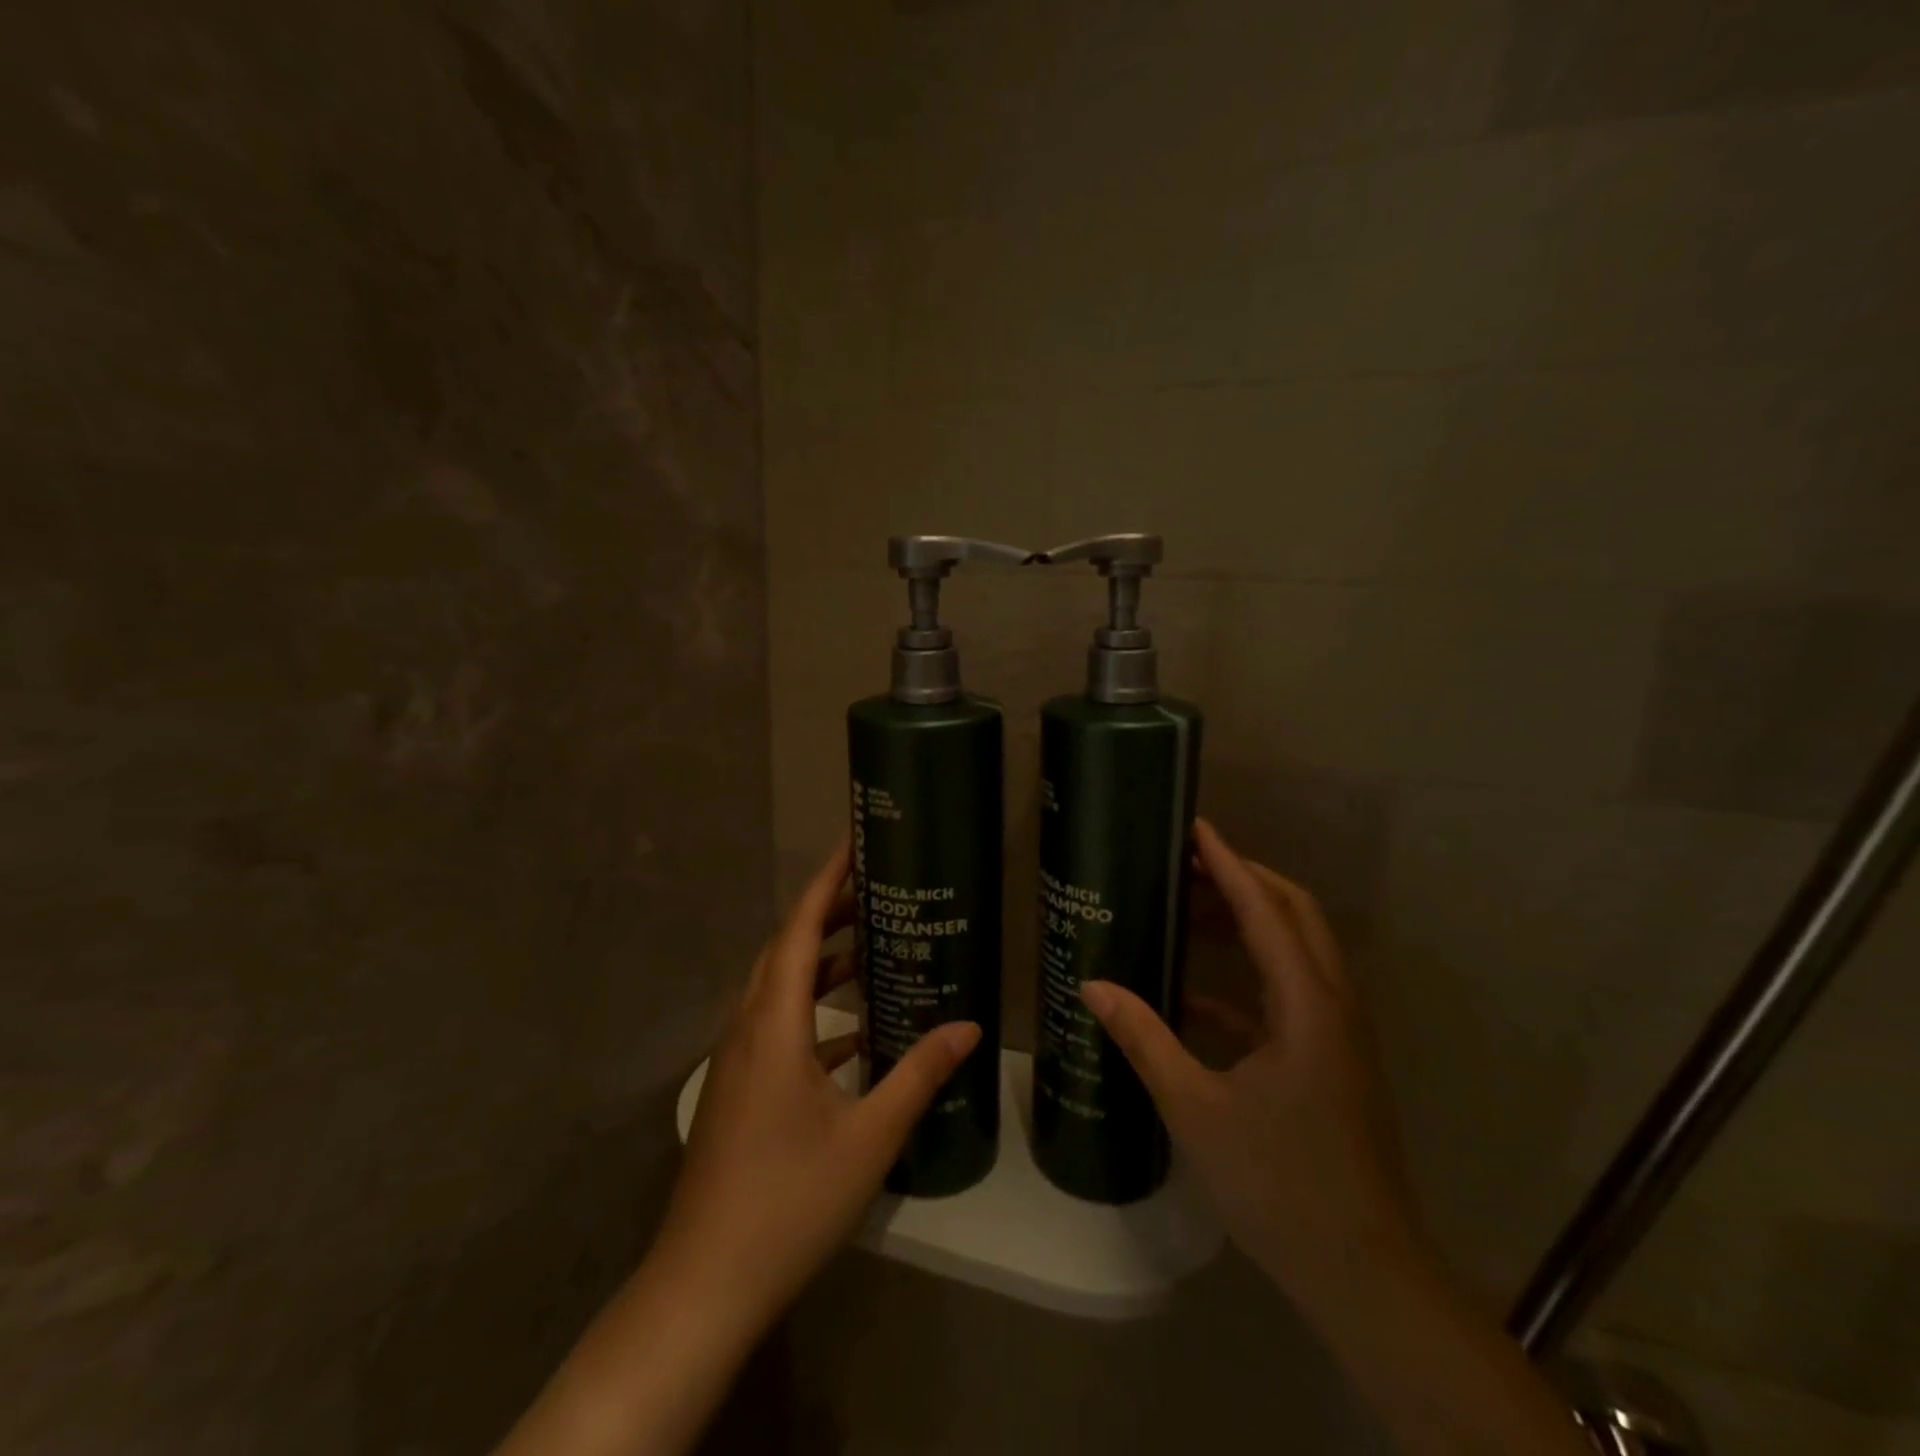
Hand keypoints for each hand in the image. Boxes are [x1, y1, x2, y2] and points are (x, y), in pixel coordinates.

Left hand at [652, 841, 981, 1332]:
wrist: (703, 1286)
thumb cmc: (788, 1201)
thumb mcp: (869, 1137)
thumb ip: (919, 1074)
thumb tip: (970, 1027)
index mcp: (774, 1024)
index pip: (799, 929)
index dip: (826, 882)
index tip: (853, 844)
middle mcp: (748, 1028)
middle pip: (785, 949)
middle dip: (828, 914)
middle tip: (877, 893)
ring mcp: (737, 1061)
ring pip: (778, 987)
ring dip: (820, 961)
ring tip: (871, 947)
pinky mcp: (738, 1089)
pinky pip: (776, 1025)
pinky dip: (813, 1010)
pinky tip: (854, 1032)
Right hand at [1080, 819, 1420, 1316]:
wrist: (1364, 1273)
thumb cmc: (1279, 1184)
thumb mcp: (1195, 1108)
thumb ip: (1144, 1038)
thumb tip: (1092, 985)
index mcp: (1306, 1004)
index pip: (1265, 909)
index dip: (1228, 863)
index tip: (1195, 827)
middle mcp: (1332, 1003)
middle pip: (1294, 913)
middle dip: (1243, 879)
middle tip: (1187, 864)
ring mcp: (1338, 1032)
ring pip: (1297, 949)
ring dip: (1249, 921)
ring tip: (1189, 911)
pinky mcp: (1332, 1058)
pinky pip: (1289, 993)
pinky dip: (1247, 976)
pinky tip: (1194, 994)